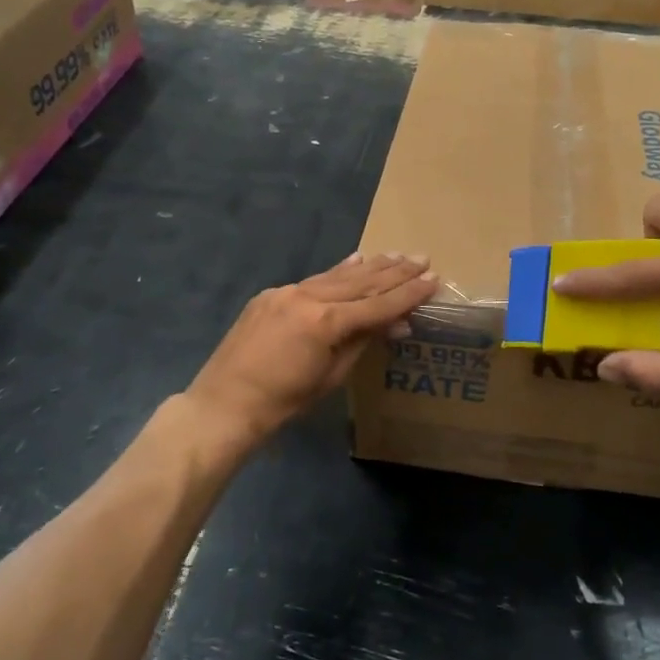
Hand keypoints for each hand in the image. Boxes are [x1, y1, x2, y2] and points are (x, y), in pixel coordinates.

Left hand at [187, 252, 437, 442]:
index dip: (408, 293)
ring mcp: (286, 292)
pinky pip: (312, 280)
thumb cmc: (285, 402)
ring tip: (395, 255)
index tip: (433, 279)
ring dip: (369, 266)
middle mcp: (308, 297)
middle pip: (360, 282)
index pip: (377, 304)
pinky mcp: (271, 296)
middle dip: (394, 271)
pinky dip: (337, 272)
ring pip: (336, 276)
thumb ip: (362, 342)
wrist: (226, 404)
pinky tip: (355, 260)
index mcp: (326, 322)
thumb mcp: (332, 376)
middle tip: (421, 258)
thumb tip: (396, 324)